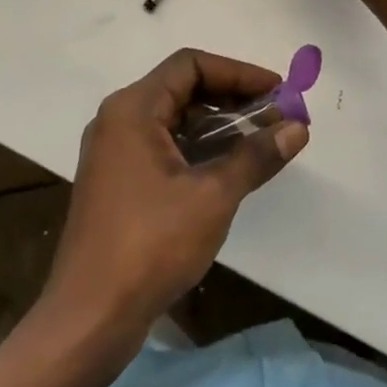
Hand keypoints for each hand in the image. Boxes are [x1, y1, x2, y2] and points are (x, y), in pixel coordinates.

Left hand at [43, 50, 307, 338]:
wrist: (87, 321)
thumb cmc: (149, 246)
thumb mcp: (213, 197)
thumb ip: (256, 156)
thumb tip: (298, 127)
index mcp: (133, 109)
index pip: (191, 65)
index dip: (238, 72)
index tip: (277, 91)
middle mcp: (119, 120)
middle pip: (183, 88)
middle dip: (232, 98)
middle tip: (275, 115)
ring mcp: (115, 152)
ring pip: (174, 119)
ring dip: (218, 124)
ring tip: (261, 140)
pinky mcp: (117, 182)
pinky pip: (164, 146)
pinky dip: (198, 148)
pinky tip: (229, 168)